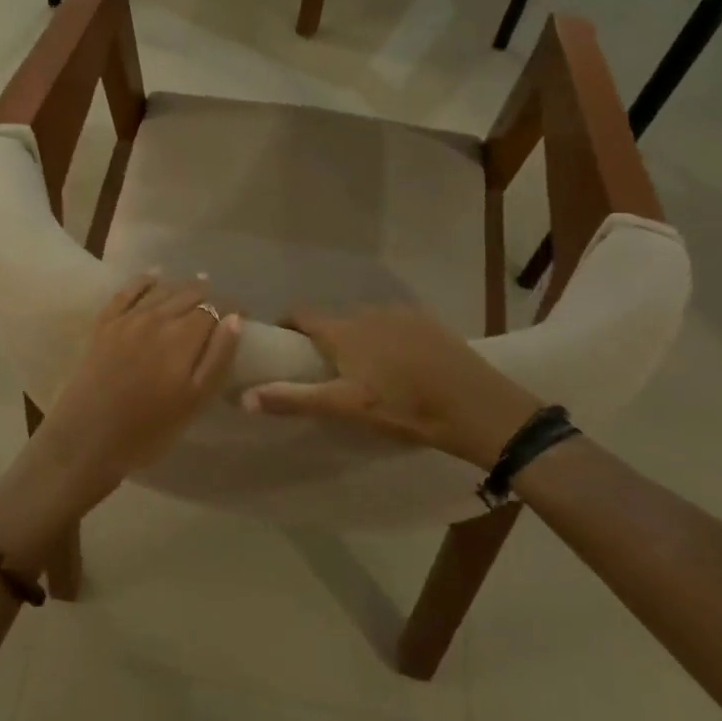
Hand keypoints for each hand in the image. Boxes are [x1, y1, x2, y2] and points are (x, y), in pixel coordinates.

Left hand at [34, 272, 241, 495]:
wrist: (86, 440)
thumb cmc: (148, 430)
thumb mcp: (194, 401)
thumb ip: (217, 358)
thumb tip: (234, 319)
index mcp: (183, 337)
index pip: (214, 309)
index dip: (231, 308)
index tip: (242, 315)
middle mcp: (157, 318)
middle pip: (189, 295)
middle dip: (208, 296)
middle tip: (219, 305)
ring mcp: (127, 319)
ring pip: (161, 290)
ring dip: (182, 287)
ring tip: (196, 286)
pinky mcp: (104, 325)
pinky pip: (127, 291)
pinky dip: (144, 280)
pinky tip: (153, 275)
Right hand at [242, 305, 542, 467]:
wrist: (476, 406)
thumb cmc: (404, 408)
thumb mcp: (347, 408)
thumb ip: (295, 399)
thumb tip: (245, 396)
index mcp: (343, 331)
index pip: (301, 314)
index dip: (286, 326)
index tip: (280, 346)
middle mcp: (367, 312)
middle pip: (333, 320)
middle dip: (322, 339)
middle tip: (322, 370)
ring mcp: (400, 313)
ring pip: (364, 322)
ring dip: (355, 339)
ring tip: (362, 371)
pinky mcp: (427, 321)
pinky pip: (393, 325)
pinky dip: (385, 339)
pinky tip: (399, 366)